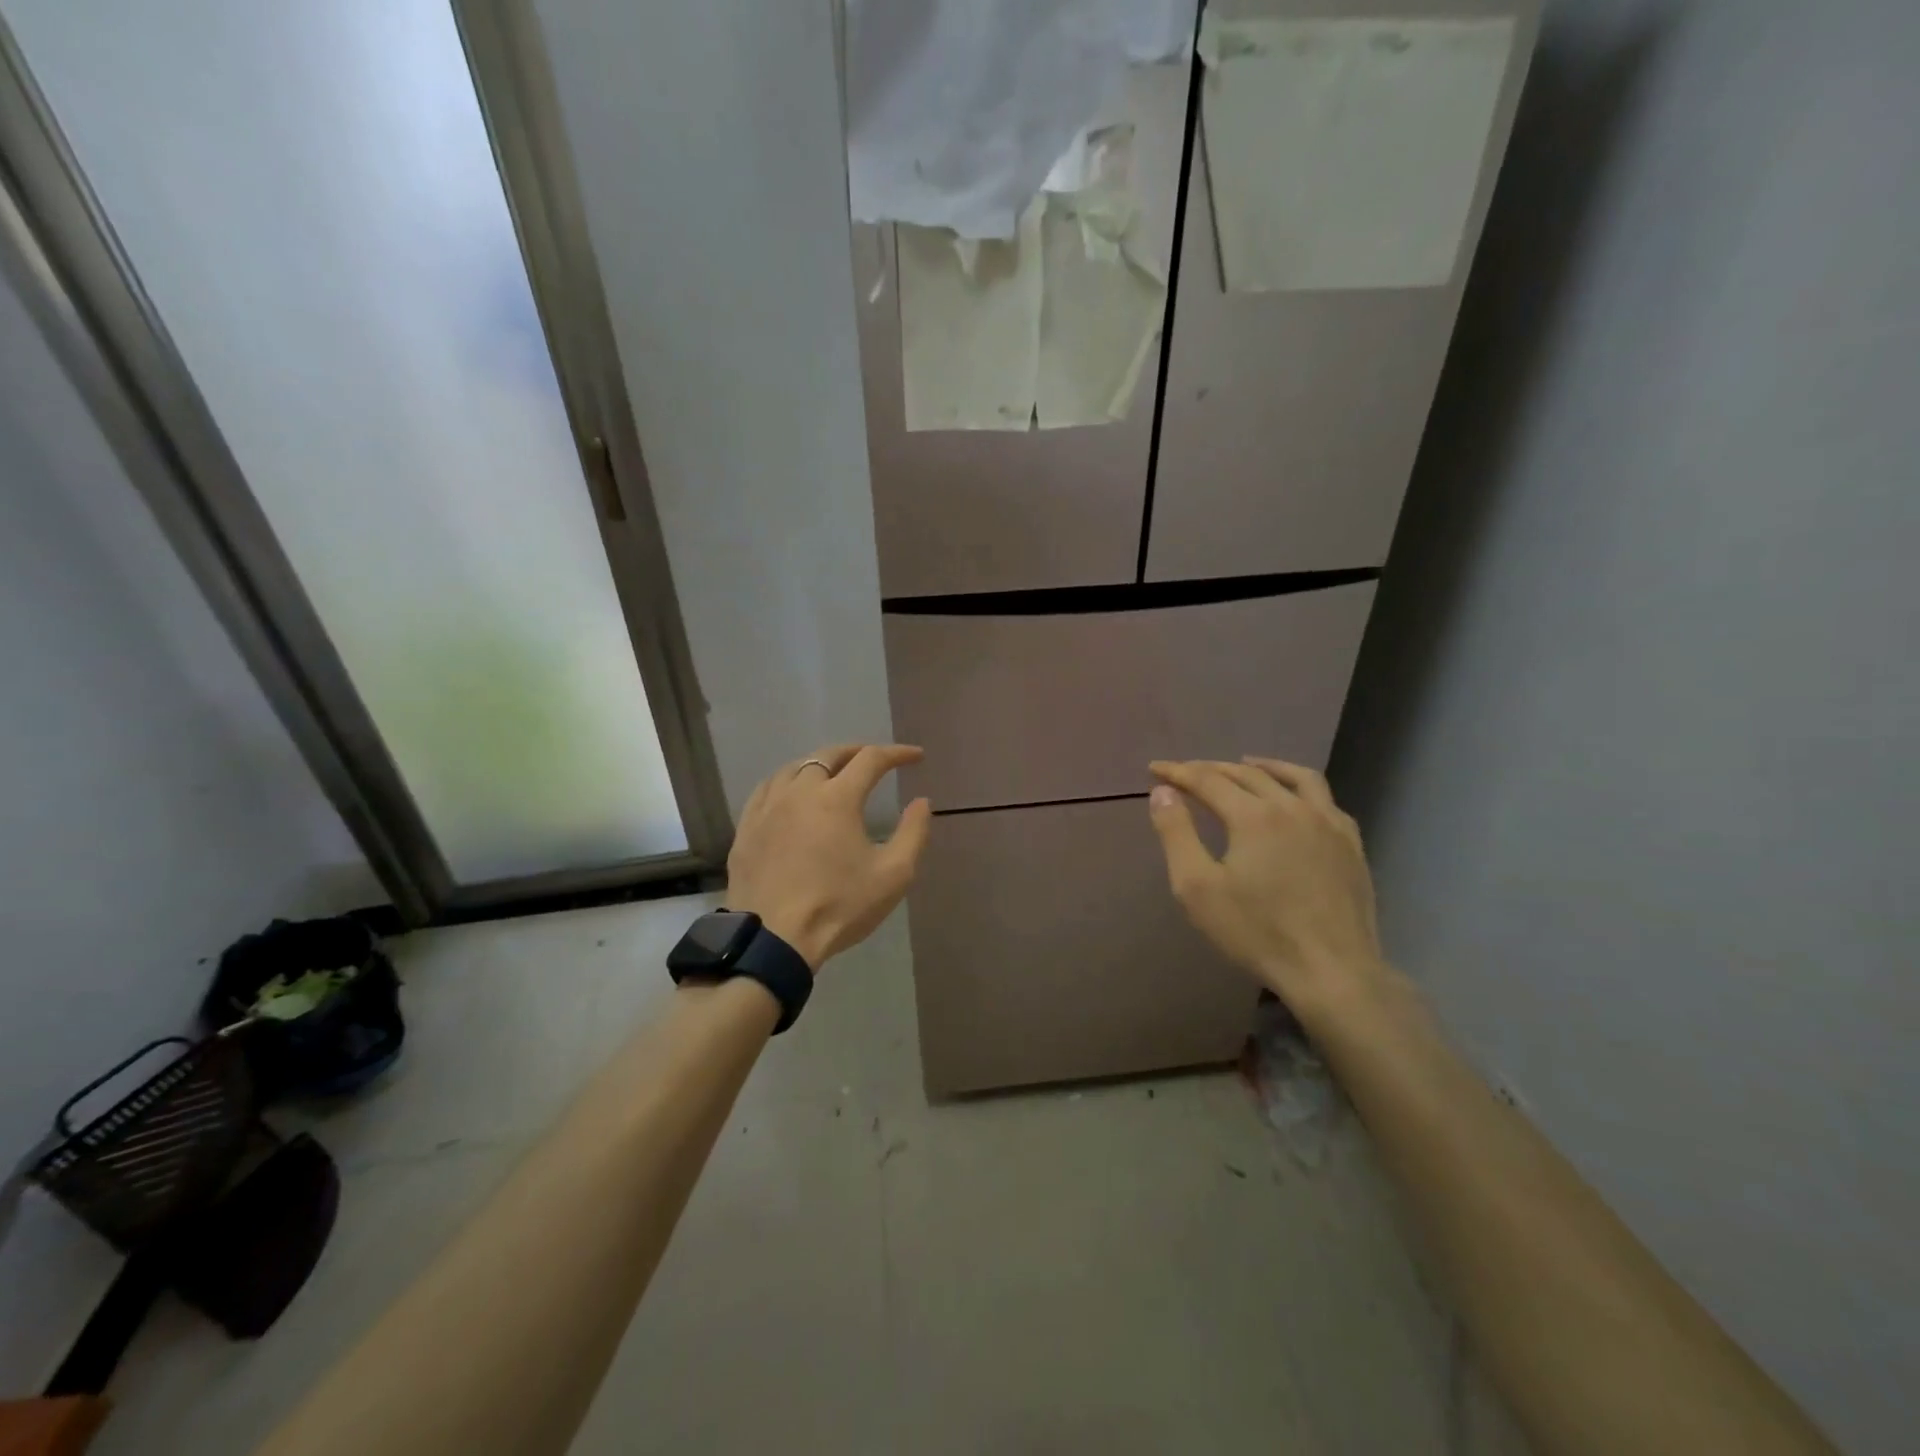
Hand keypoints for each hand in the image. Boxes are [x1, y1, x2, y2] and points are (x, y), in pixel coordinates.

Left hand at [725, 744, 932, 970]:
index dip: (897, 754)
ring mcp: (767, 808)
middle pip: (829, 755)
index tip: (915, 757)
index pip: (871, 759)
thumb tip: (921, 802)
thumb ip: (913, 833)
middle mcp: (800, 791)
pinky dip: (787, 782)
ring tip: (834, 773)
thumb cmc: (840, 906)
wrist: (774, 940)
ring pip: (794, 768)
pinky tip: (791, 793)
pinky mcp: (746, 828)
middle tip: (875, 759)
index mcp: (837, 798)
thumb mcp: (893, 875)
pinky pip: (767, 789)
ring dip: (820, 764)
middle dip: (857, 751)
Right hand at [1148, 756, 1383, 1011]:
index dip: (1177, 772)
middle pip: (1247, 774)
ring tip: (1244, 764)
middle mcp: (1293, 807)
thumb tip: (1163, 792)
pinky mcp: (1352, 845)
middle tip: (1186, 772)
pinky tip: (1295, 801)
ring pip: (1295, 777)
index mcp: (1254, 816)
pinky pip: (1326, 800)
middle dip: (1211, 769)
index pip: (1207, 780)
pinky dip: (1300, 789)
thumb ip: (1176, 834)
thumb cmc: (1256, 932)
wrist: (1332, 971)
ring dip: (1264, 766)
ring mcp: (1329, 824)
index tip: (1155, 769)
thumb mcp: (1197, 888)